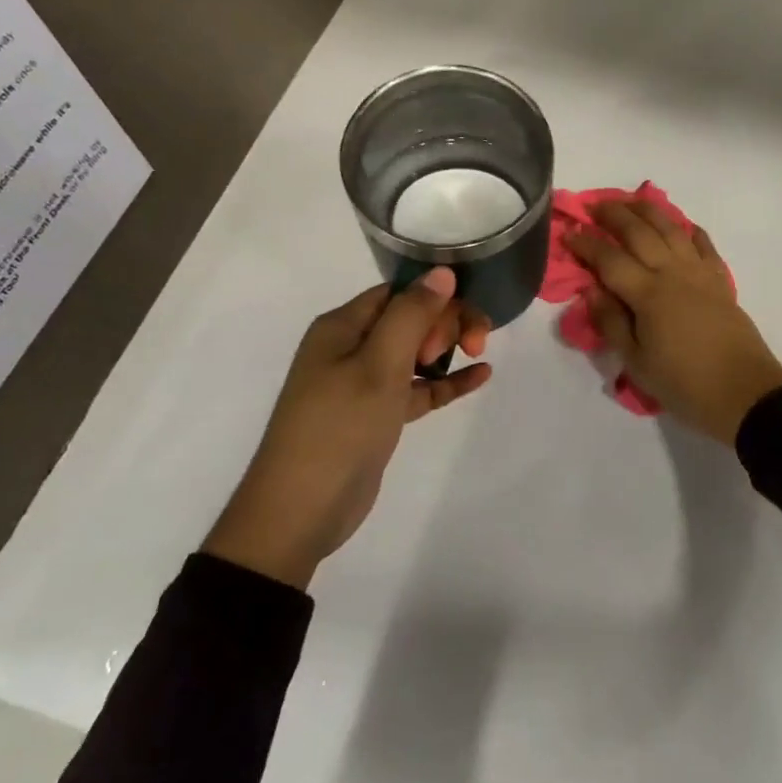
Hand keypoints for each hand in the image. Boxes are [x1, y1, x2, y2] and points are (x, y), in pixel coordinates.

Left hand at [204, 268, 491, 587]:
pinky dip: (446, 381)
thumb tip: (442, 272)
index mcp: (342, 327)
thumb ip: (412, 315)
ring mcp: (364, 384)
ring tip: (480, 355)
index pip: (399, 293)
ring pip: (416, 352)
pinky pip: (418, 388)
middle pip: (410, 318)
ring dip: (448, 348)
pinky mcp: (378, 415)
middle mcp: (351, 348)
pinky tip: (480, 376)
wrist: (301, 511)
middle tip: (471, 346)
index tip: (461, 323)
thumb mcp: (378, 366)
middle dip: (446, 323)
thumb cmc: (339, 428)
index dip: (435, 299)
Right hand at [568, 201, 781, 445]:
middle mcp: (673, 273)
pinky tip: (681, 225)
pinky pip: (704, 245)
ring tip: (632, 201)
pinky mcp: (720, 281)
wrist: (744, 392)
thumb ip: (612, 323)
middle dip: (614, 215)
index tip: (569, 233)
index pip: (609, 259)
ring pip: (672, 229)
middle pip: (640, 232)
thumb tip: (592, 291)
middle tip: (594, 206)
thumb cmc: (684, 383)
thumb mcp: (637, 363)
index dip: (587, 244)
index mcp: (648, 294)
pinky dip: (690, 230)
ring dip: (649, 211)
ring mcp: (700, 273)